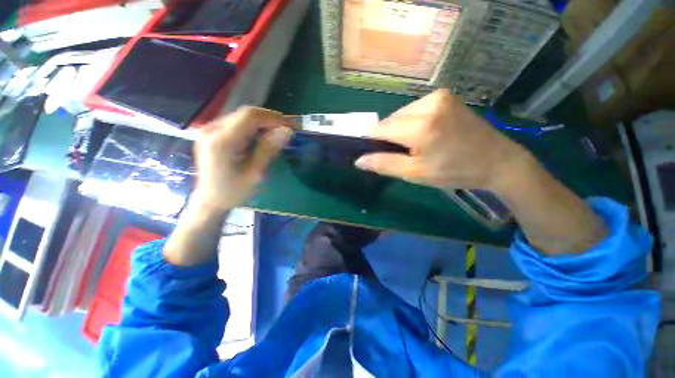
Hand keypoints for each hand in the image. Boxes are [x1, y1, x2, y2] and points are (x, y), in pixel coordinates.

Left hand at [192, 107, 293, 211]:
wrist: (210, 201)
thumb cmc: (233, 192)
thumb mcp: (255, 173)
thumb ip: (269, 149)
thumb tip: (287, 130)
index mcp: (222, 141)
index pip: (251, 116)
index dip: (274, 118)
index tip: (293, 127)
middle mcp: (213, 129)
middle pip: (247, 114)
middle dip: (271, 119)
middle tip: (289, 130)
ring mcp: (210, 129)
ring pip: (243, 116)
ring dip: (264, 123)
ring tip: (279, 133)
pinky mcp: (213, 133)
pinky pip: (238, 123)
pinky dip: (254, 127)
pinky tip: (263, 136)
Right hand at [354, 90, 526, 191]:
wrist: (496, 160)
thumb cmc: (454, 171)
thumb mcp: (415, 173)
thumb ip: (384, 164)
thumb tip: (359, 160)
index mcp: (421, 126)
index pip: (380, 129)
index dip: (373, 142)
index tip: (375, 153)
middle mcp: (428, 104)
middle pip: (390, 120)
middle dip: (388, 137)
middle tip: (401, 153)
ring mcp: (438, 96)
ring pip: (401, 114)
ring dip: (399, 129)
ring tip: (414, 144)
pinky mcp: (445, 95)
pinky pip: (414, 109)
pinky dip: (411, 121)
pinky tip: (423, 133)